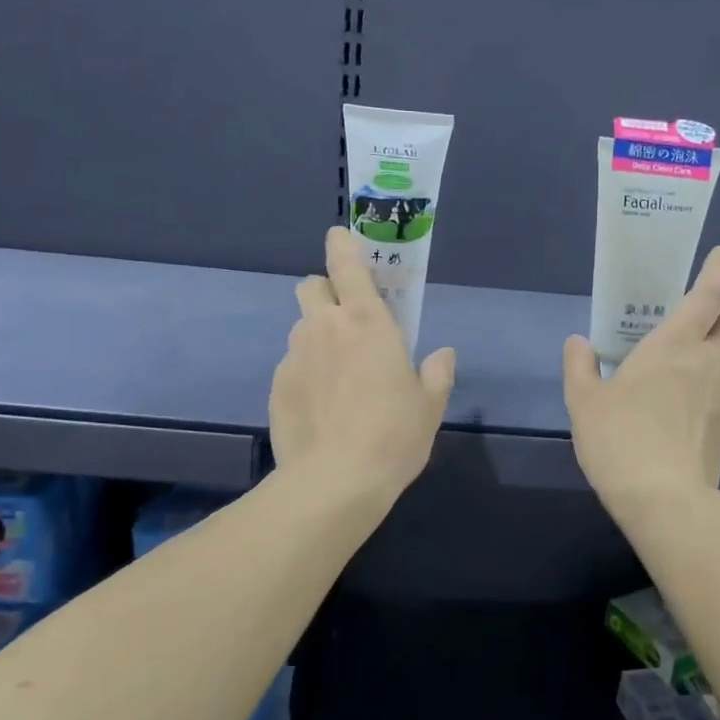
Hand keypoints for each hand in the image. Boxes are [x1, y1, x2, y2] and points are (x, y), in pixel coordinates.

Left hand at [269, 226, 456, 508]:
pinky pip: (292, 367)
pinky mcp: (277, 386)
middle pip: (311, 286)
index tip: (340, 237)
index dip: (341, 245)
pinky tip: (320, 409)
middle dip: (325, 293)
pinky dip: (305, 375)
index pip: (346, 264)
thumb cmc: (393, 436)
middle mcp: (324, 328)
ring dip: (317, 339)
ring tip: (337, 379)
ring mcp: (295, 356)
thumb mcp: (429, 406)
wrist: (334, 481)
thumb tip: (443, 354)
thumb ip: (437, 373)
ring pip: (301, 329)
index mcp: (367, 322)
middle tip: (347, 324)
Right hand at [563, 246, 719, 519]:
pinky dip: (702, 385)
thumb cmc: (620, 439)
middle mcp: (707, 365)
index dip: (717, 272)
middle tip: (704, 305)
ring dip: (710, 349)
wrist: (665, 500)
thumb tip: (579, 343)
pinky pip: (714, 394)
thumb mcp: (584, 402)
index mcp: (675, 347)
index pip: (708, 297)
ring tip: (674, 361)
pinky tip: (672, 406)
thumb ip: (580, 367)